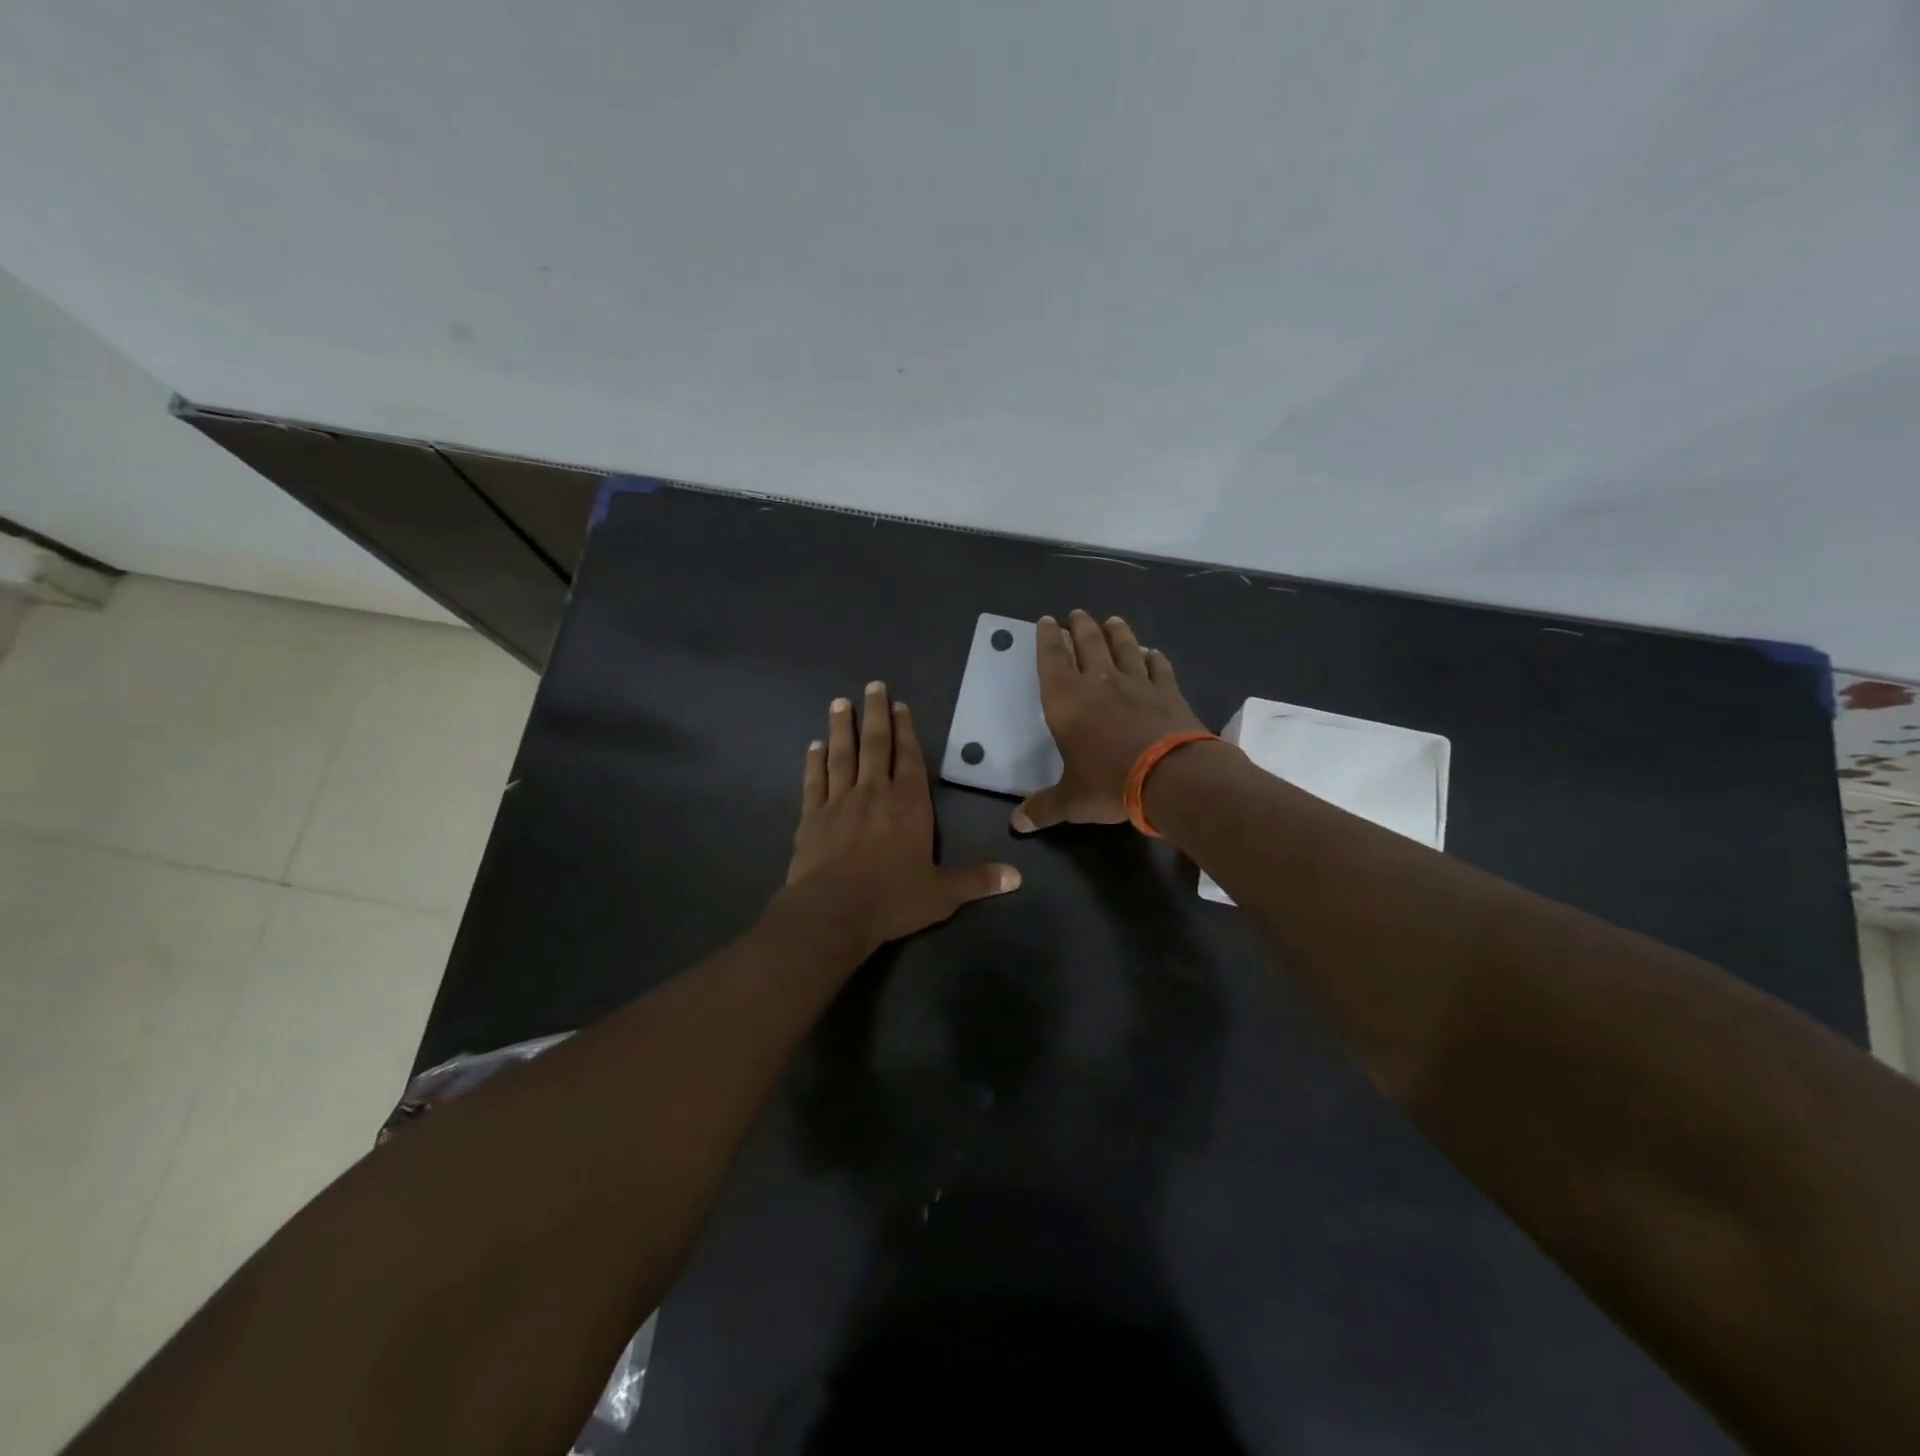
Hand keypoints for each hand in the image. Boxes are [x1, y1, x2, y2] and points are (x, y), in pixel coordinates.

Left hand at [781, 681, 1020, 954]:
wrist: (832, 913)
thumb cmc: (892, 900)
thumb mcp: (942, 894)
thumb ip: (977, 881)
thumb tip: (1018, 877)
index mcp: (909, 805)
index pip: (910, 759)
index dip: (907, 731)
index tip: (901, 706)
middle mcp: (874, 793)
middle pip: (876, 745)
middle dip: (876, 714)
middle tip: (872, 685)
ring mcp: (839, 802)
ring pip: (842, 756)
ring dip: (842, 728)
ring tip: (840, 703)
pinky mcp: (811, 817)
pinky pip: (814, 782)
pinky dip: (814, 762)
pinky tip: (813, 746)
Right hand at [1012, 610, 1208, 831]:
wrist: (1171, 777)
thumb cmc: (1109, 783)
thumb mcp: (1071, 801)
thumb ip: (1044, 808)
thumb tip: (1017, 825)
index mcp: (1067, 701)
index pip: (1052, 660)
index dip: (1047, 639)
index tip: (1047, 621)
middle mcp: (1100, 683)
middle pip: (1088, 644)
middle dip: (1081, 627)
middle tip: (1078, 613)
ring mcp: (1138, 684)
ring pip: (1124, 648)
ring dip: (1117, 633)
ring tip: (1112, 621)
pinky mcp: (1169, 692)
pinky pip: (1158, 668)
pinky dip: (1154, 658)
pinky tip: (1153, 653)